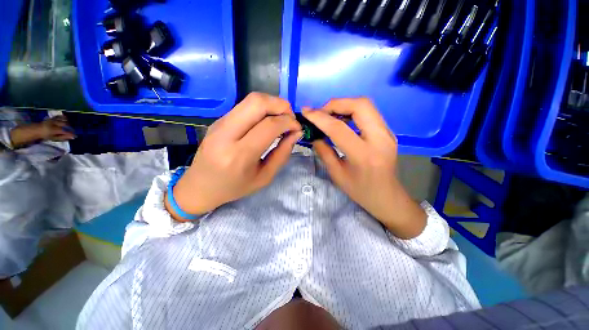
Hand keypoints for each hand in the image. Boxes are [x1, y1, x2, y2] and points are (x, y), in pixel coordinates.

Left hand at [9, 115, 75, 148]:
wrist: (35, 130)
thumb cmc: (44, 136)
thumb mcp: (53, 138)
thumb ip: (62, 137)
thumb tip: (72, 137)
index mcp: (53, 129)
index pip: (65, 131)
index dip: (71, 133)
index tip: (75, 136)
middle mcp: (54, 123)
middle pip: (65, 124)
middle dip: (70, 128)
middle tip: (73, 132)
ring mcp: (53, 119)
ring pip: (63, 119)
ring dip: (68, 123)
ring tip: (70, 127)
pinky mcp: (52, 118)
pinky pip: (60, 116)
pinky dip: (64, 118)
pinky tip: (66, 120)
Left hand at [166, 93, 302, 220]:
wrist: (199, 187)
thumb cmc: (234, 187)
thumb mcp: (264, 177)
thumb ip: (282, 154)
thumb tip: (295, 133)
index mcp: (240, 155)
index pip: (269, 125)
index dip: (289, 122)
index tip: (298, 128)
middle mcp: (227, 134)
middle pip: (258, 102)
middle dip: (281, 105)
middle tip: (290, 119)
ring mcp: (220, 123)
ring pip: (250, 99)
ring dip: (272, 105)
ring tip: (281, 119)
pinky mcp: (218, 120)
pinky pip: (244, 106)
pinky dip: (262, 109)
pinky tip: (266, 121)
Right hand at [303, 98, 425, 238]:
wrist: (387, 196)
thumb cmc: (360, 191)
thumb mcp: (337, 175)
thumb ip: (324, 152)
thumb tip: (315, 136)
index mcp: (364, 155)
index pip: (339, 128)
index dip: (320, 117)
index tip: (306, 111)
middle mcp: (380, 139)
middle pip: (360, 105)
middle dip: (336, 103)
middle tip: (320, 112)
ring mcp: (388, 133)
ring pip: (366, 105)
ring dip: (344, 105)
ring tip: (329, 115)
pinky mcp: (388, 132)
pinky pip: (369, 113)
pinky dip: (352, 111)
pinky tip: (342, 120)